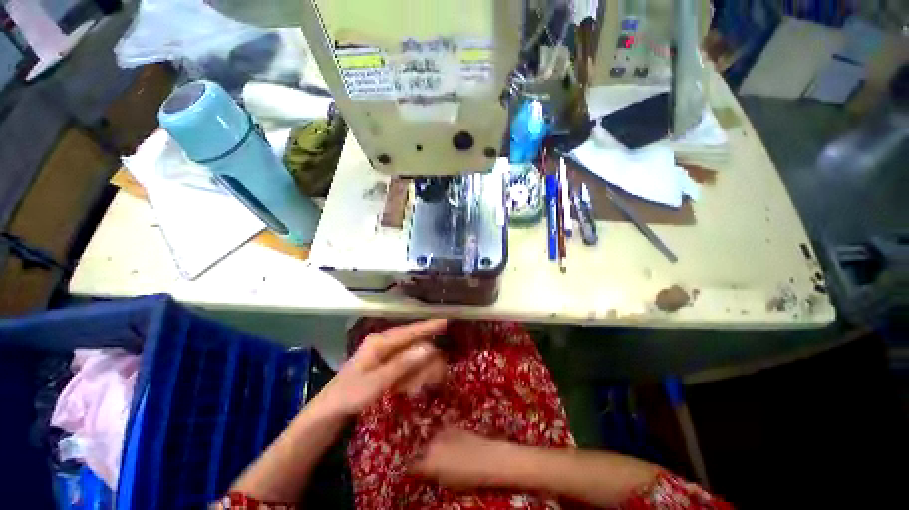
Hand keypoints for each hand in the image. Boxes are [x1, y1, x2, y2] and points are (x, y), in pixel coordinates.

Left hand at [314, 319, 447, 417]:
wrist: (329, 411)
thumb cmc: (350, 395)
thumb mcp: (377, 382)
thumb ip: (403, 364)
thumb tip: (427, 347)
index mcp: (380, 342)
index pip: (409, 330)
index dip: (428, 326)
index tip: (445, 322)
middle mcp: (384, 344)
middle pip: (412, 344)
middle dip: (424, 359)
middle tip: (433, 377)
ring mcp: (384, 355)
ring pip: (410, 356)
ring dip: (417, 371)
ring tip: (414, 388)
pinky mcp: (385, 365)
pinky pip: (405, 366)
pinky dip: (410, 376)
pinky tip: (408, 389)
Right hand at [412, 428, 512, 488]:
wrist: (488, 459)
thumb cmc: (469, 478)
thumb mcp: (447, 483)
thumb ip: (433, 475)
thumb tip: (426, 472)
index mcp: (428, 463)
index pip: (412, 466)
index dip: (413, 470)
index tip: (415, 472)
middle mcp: (432, 445)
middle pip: (422, 451)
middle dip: (425, 457)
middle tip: (431, 464)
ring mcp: (442, 433)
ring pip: (432, 440)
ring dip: (434, 446)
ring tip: (443, 454)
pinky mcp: (451, 426)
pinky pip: (442, 433)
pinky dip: (443, 438)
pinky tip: (451, 445)